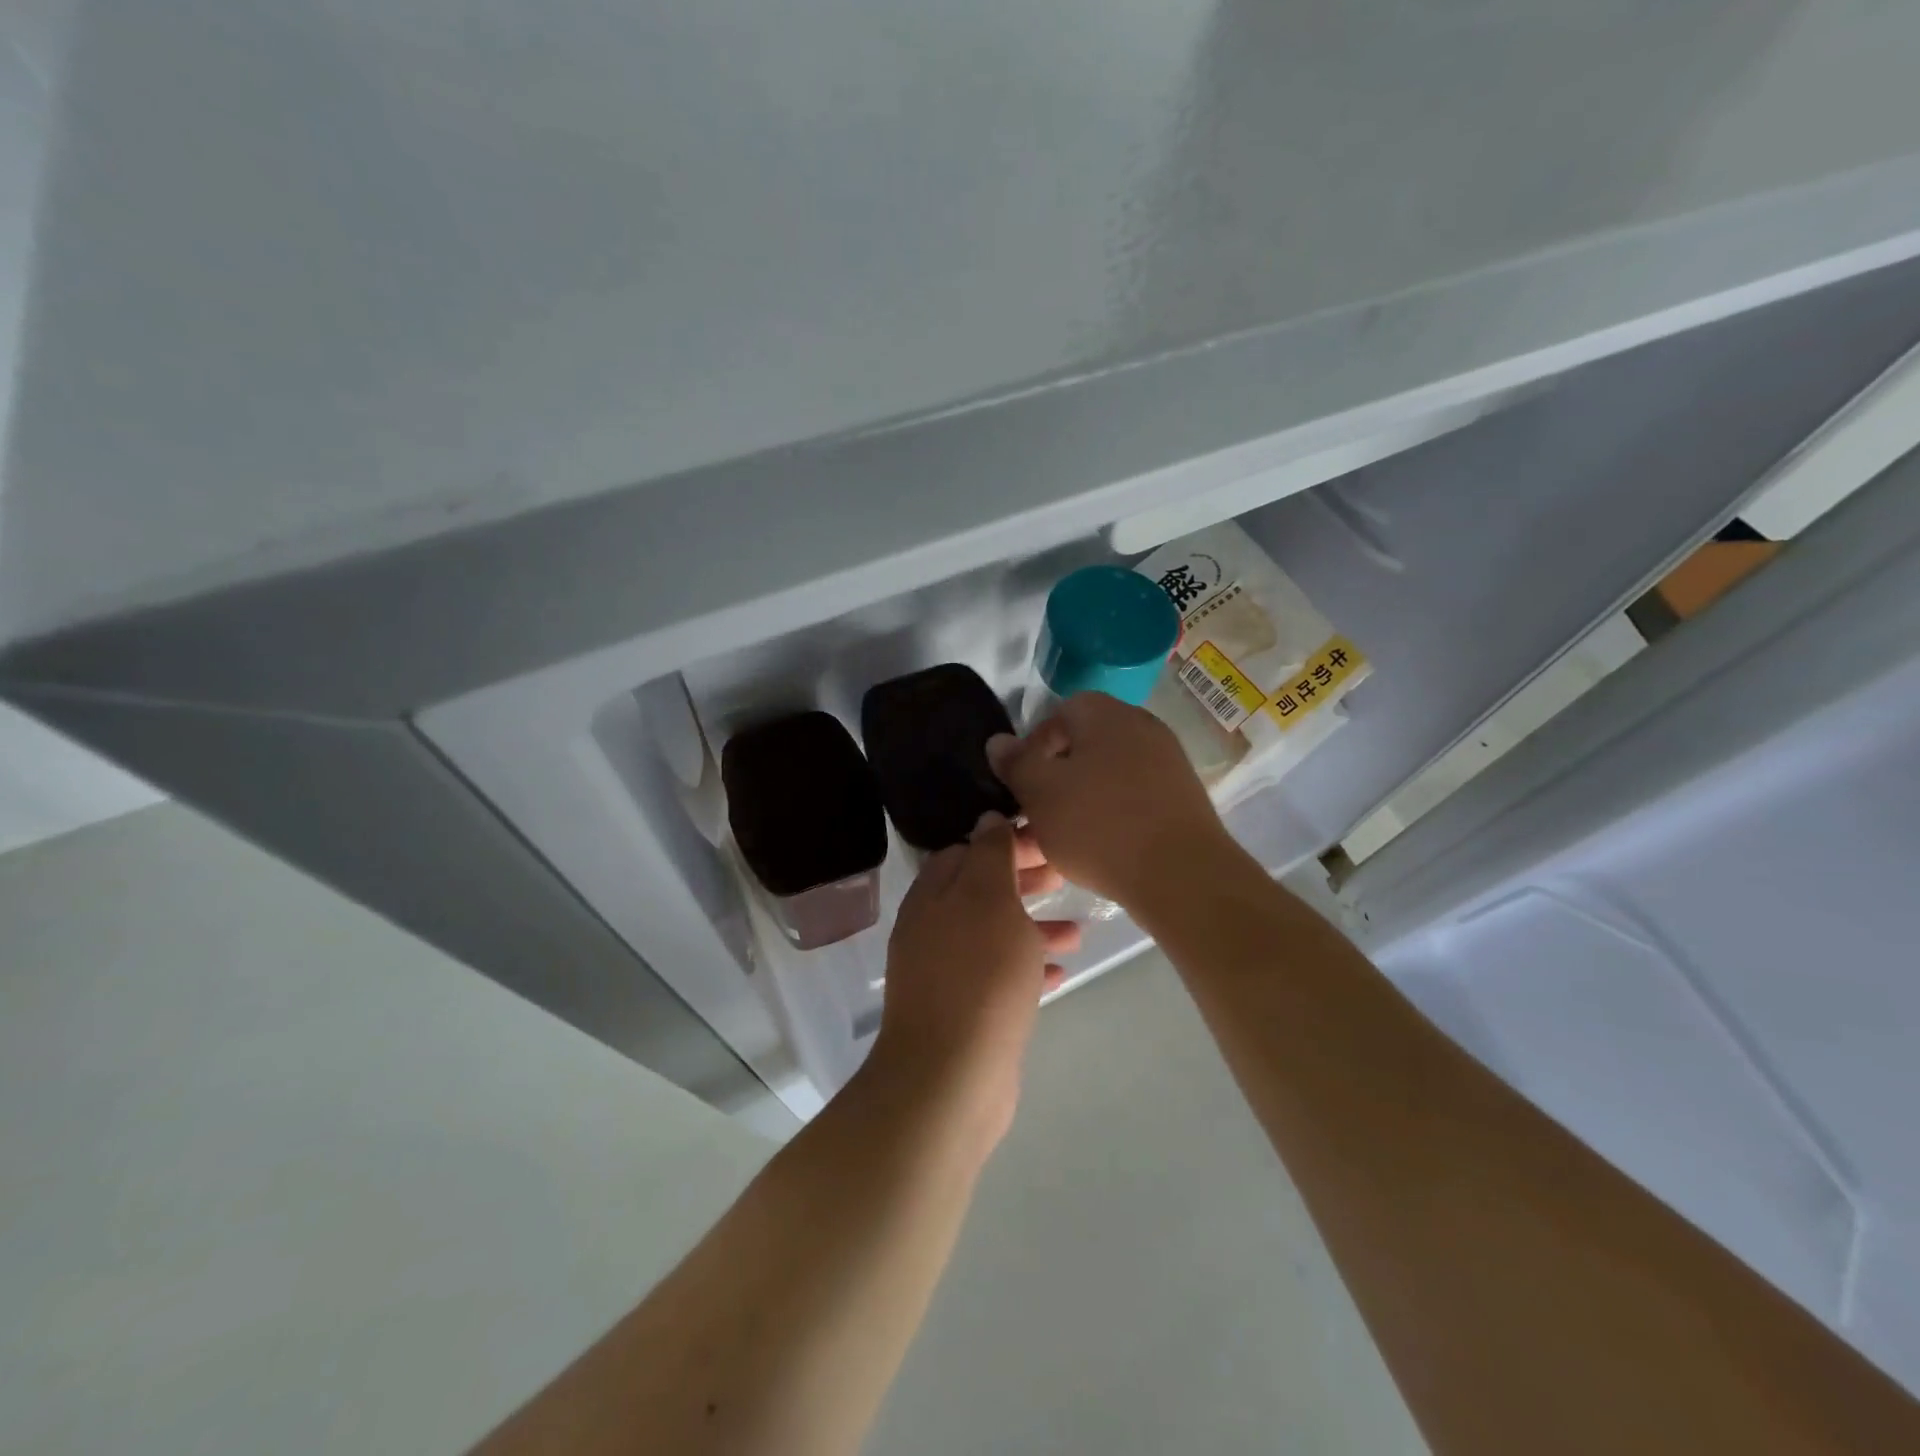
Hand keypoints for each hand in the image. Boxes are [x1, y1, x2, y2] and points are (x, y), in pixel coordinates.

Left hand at [866, 814, 1078, 1147]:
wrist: (952, 1078)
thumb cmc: (978, 976)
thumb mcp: (989, 899)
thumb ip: (990, 854)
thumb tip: (988, 818)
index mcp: (933, 896)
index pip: (966, 851)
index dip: (1006, 842)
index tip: (1047, 841)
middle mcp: (932, 930)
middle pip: (981, 892)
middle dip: (1022, 881)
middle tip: (1064, 876)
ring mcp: (946, 973)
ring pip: (994, 935)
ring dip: (1033, 927)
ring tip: (1078, 930)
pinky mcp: (965, 1012)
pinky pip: (1000, 977)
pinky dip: (1029, 968)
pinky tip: (1062, 972)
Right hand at [987, 692, 1229, 909]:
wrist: (1182, 876)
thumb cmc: (1099, 826)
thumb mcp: (1040, 793)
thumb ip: (1016, 763)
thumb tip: (998, 741)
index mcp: (1107, 715)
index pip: (1060, 713)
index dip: (1034, 746)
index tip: (1022, 784)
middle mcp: (1142, 728)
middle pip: (1085, 745)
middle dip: (1056, 777)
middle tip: (1037, 813)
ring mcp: (1168, 763)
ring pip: (1107, 775)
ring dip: (1080, 800)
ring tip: (1061, 839)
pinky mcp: (1182, 798)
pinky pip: (1133, 798)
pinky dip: (1111, 816)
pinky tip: (1099, 849)